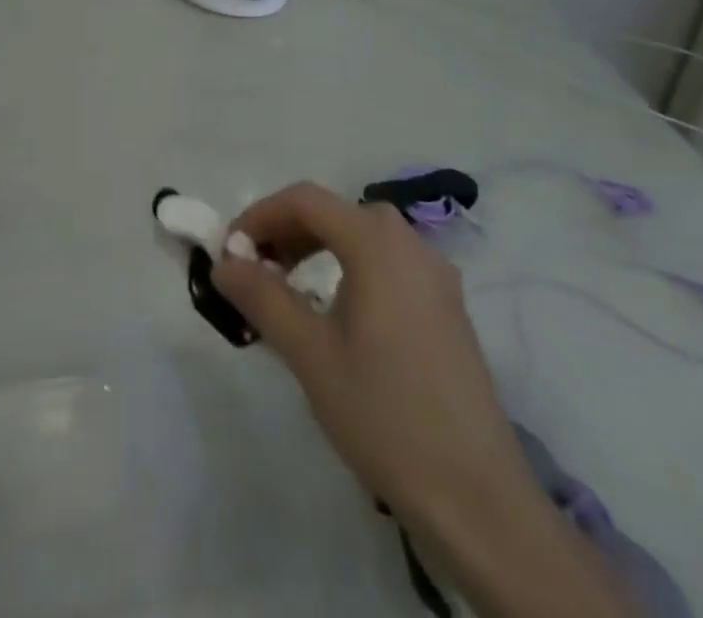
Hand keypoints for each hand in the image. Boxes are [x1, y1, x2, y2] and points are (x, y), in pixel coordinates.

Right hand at [211, 185, 633, 617]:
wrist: (479, 501)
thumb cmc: (384, 414)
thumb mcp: (309, 353)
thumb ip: (261, 296)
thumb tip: (223, 261)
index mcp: (377, 244)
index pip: (304, 200)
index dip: (259, 216)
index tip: (229, 251)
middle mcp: (411, 245)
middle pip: (335, 213)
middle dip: (286, 231)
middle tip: (254, 269)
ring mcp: (436, 277)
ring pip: (362, 236)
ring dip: (316, 247)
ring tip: (287, 288)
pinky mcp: (448, 309)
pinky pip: (387, 263)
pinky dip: (349, 267)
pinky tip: (336, 312)